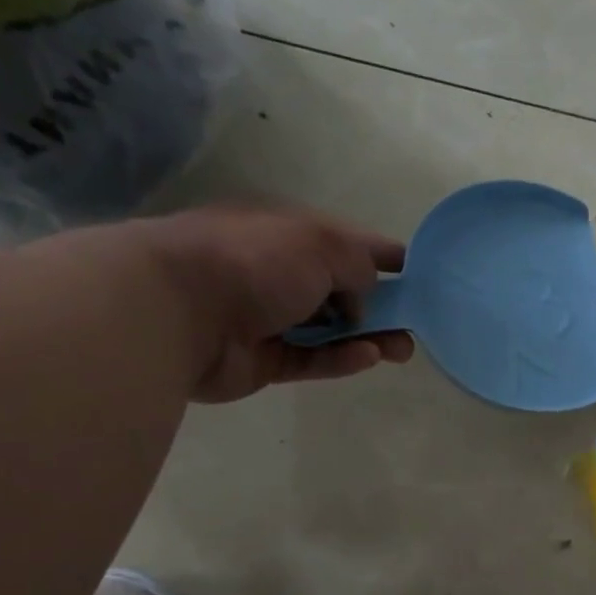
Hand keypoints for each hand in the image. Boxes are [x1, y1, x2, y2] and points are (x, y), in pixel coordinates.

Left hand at [74, 204, 414, 402]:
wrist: (177, 310)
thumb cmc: (253, 261)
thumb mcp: (321, 243)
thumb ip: (359, 264)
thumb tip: (365, 294)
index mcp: (286, 233)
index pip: (345, 243)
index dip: (383, 256)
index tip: (418, 273)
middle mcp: (277, 273)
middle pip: (341, 291)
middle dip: (381, 306)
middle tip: (414, 324)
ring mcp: (269, 319)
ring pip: (331, 330)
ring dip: (369, 337)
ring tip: (403, 350)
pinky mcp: (264, 360)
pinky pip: (313, 359)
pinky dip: (341, 358)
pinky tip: (367, 357)